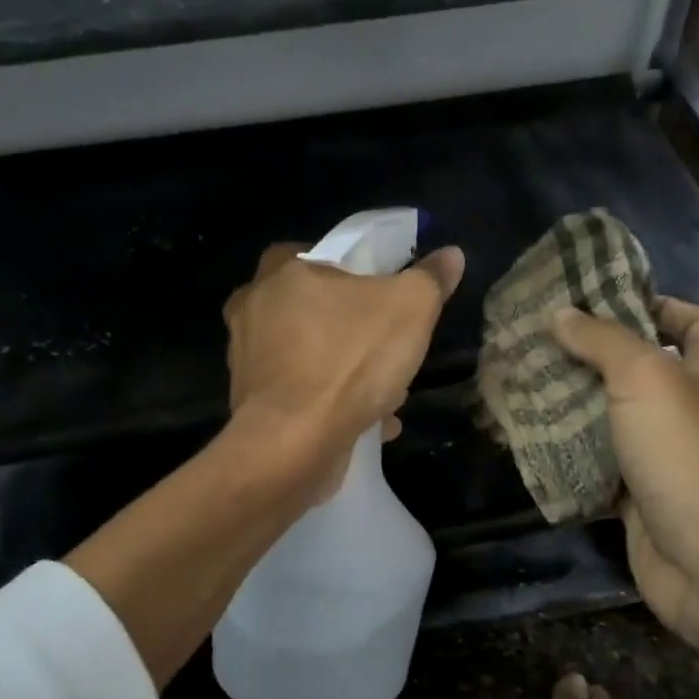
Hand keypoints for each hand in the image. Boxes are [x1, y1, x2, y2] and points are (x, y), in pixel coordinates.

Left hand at [225, 241, 465, 494]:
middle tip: (390, 347)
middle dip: (357, 329)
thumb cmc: (349, 360)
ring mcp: (247, 360)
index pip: (324, 254)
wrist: (293, 443)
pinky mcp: (253, 404)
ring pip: (311, 355)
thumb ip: (430, 278)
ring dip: (348, 371)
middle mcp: (253, 309)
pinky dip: (333, 404)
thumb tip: (450, 255)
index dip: (361, 274)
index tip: (388, 297)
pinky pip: (303, 395)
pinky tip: (370, 423)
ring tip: (386, 392)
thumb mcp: (410, 308)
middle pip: (318, 309)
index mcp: (279, 271)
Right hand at [551, 298, 698, 655]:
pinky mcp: (644, 497)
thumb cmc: (688, 459)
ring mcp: (670, 458)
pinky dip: (573, 455)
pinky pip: (603, 465)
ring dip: (576, 406)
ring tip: (525, 386)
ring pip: (617, 420)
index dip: (653, 304)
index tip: (597, 301)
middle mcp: (697, 410)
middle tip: (540, 344)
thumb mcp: (645, 380)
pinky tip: (532, 442)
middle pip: (644, 369)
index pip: (694, 321)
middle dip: (594, 356)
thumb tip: (561, 315)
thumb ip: (603, 341)